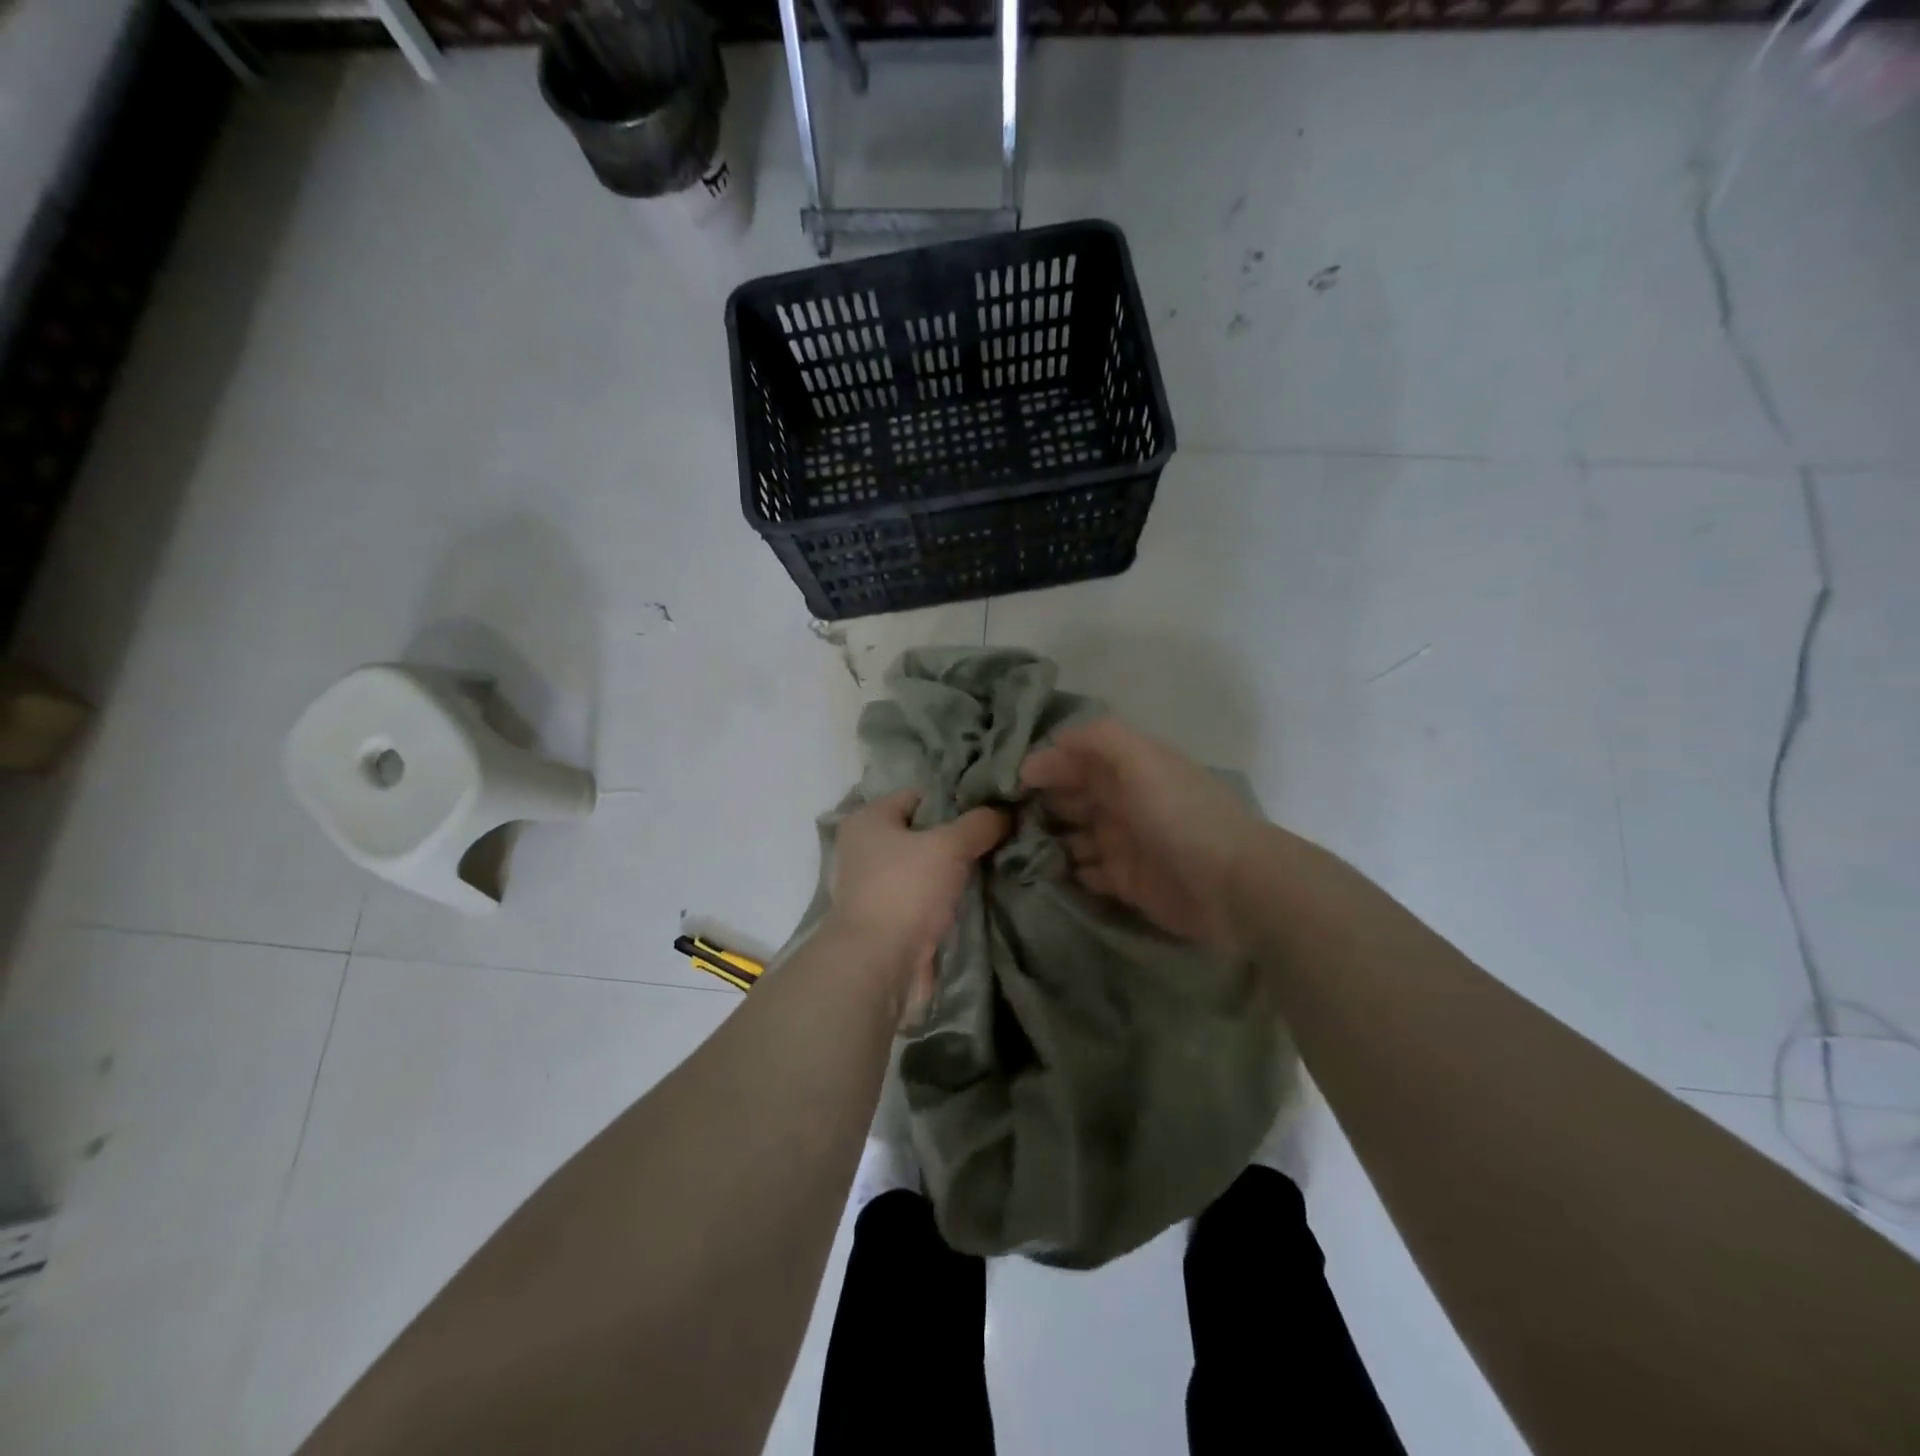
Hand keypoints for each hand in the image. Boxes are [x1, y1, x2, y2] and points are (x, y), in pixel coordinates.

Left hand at [828, 789, 1009, 1016]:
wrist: (878, 965)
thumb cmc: (906, 890)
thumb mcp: (949, 846)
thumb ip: (980, 824)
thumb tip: (1007, 812)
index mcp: (869, 819)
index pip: (920, 795)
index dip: (956, 800)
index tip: (993, 808)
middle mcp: (867, 848)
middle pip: (925, 832)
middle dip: (961, 837)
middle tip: (1001, 837)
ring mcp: (877, 886)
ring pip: (928, 867)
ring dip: (957, 870)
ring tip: (999, 864)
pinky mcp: (890, 918)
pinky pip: (927, 897)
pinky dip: (949, 897)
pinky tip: (981, 894)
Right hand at [1021, 717, 1265, 954]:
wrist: (1231, 885)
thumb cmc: (1179, 815)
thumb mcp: (1140, 759)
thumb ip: (1097, 739)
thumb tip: (1047, 747)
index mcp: (1127, 769)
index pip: (1075, 759)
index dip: (1043, 765)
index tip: (1006, 783)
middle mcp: (1123, 801)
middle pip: (1070, 796)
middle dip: (1037, 803)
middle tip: (998, 818)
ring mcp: (1124, 843)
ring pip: (1072, 836)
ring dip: (1046, 838)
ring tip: (1011, 848)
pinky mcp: (1126, 882)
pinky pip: (1085, 873)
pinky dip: (1066, 871)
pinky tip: (1040, 872)